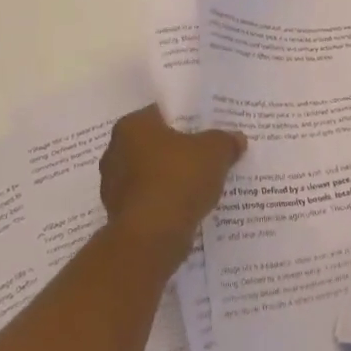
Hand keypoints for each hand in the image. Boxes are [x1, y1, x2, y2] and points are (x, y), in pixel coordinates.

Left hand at [99, 105, 245, 264]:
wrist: (152, 237)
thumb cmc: (178, 179)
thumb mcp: (215, 151)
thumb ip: (226, 141)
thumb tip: (236, 139)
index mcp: (132, 126)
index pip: (160, 113)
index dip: (186, 118)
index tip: (205, 127)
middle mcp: (114, 151)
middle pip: (155, 144)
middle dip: (178, 149)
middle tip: (206, 152)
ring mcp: (114, 186)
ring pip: (151, 174)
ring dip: (171, 177)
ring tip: (200, 181)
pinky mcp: (120, 215)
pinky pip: (150, 199)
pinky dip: (166, 201)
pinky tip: (188, 205)